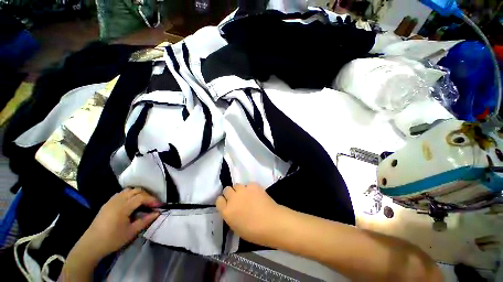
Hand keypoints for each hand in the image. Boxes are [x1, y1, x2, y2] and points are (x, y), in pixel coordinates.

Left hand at [73, 188, 160, 260]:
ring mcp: (111, 201)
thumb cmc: (112, 240)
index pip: (142, 197)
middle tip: (152, 204)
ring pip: (128, 190)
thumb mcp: (131, 232)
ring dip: (138, 194)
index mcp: (123, 207)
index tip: (159, 206)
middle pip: (136, 191)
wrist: (90, 245)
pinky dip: (130, 195)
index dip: (152, 199)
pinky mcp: (107, 204)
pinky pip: (121, 194)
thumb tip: (157, 213)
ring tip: (143, 203)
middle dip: (147, 195)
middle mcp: (117, 200)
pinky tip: (131, 203)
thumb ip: (145, 220)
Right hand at [216, 183, 284, 245]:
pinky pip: (249, 184)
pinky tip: (257, 194)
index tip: (228, 203)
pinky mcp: (253, 185)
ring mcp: (243, 190)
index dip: (224, 201)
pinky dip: (251, 188)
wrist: (271, 223)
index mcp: (226, 211)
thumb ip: (231, 215)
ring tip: (248, 195)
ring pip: (237, 185)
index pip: (219, 200)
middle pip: (227, 189)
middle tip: (238, 198)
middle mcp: (232, 198)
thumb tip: (232, 209)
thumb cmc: (254, 232)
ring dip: (240, 190)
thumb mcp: (237, 227)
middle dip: (231, 193)